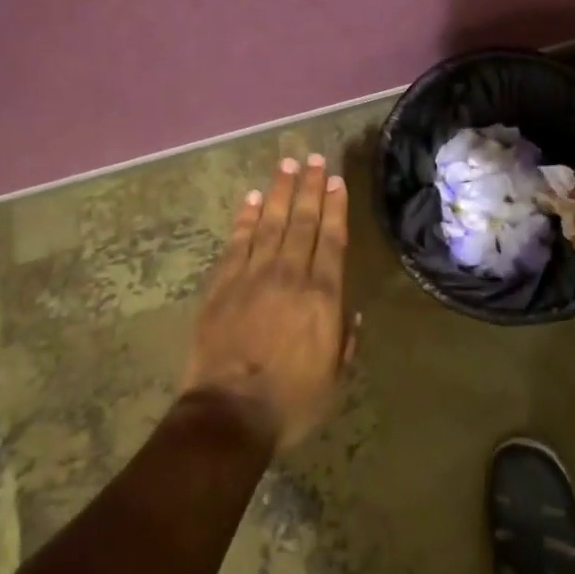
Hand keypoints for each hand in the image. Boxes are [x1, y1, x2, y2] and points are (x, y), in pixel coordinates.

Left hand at [182, 154, 354, 450]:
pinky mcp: (222, 284)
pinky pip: (237, 242)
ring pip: (270, 222)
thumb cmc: (290, 402)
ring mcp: (253, 275)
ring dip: (279, 191)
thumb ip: (346, 342)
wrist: (229, 415)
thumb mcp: (334, 380)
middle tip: (314, 158)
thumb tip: (353, 313)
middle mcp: (290, 274)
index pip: (332, 239)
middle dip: (310, 187)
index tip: (336, 181)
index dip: (335, 207)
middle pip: (302, 221)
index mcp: (322, 296)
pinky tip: (252, 199)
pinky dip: (245, 218)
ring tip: (287, 164)